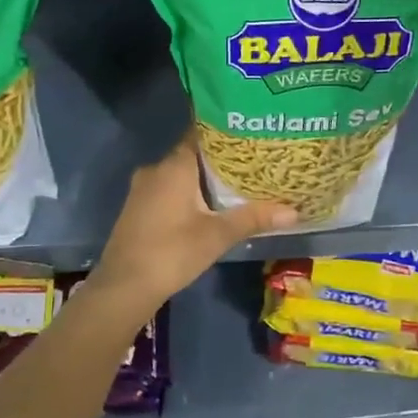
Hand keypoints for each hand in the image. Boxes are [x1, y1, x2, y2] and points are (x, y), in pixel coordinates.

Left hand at [88, 135, 297, 312]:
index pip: (202, 133)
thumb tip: (294, 211)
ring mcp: (143, 188)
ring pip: (181, 173)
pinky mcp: (139, 207)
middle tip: (254, 157)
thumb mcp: (217, 235)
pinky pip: (170, 188)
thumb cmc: (172, 252)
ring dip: (205, 176)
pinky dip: (190, 191)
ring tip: (239, 179)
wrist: (124, 287)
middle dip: (221, 157)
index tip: (251, 130)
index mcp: (174, 165)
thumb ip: (253, 218)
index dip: (226, 130)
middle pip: (193, 153)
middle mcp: (156, 169)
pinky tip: (210, 204)